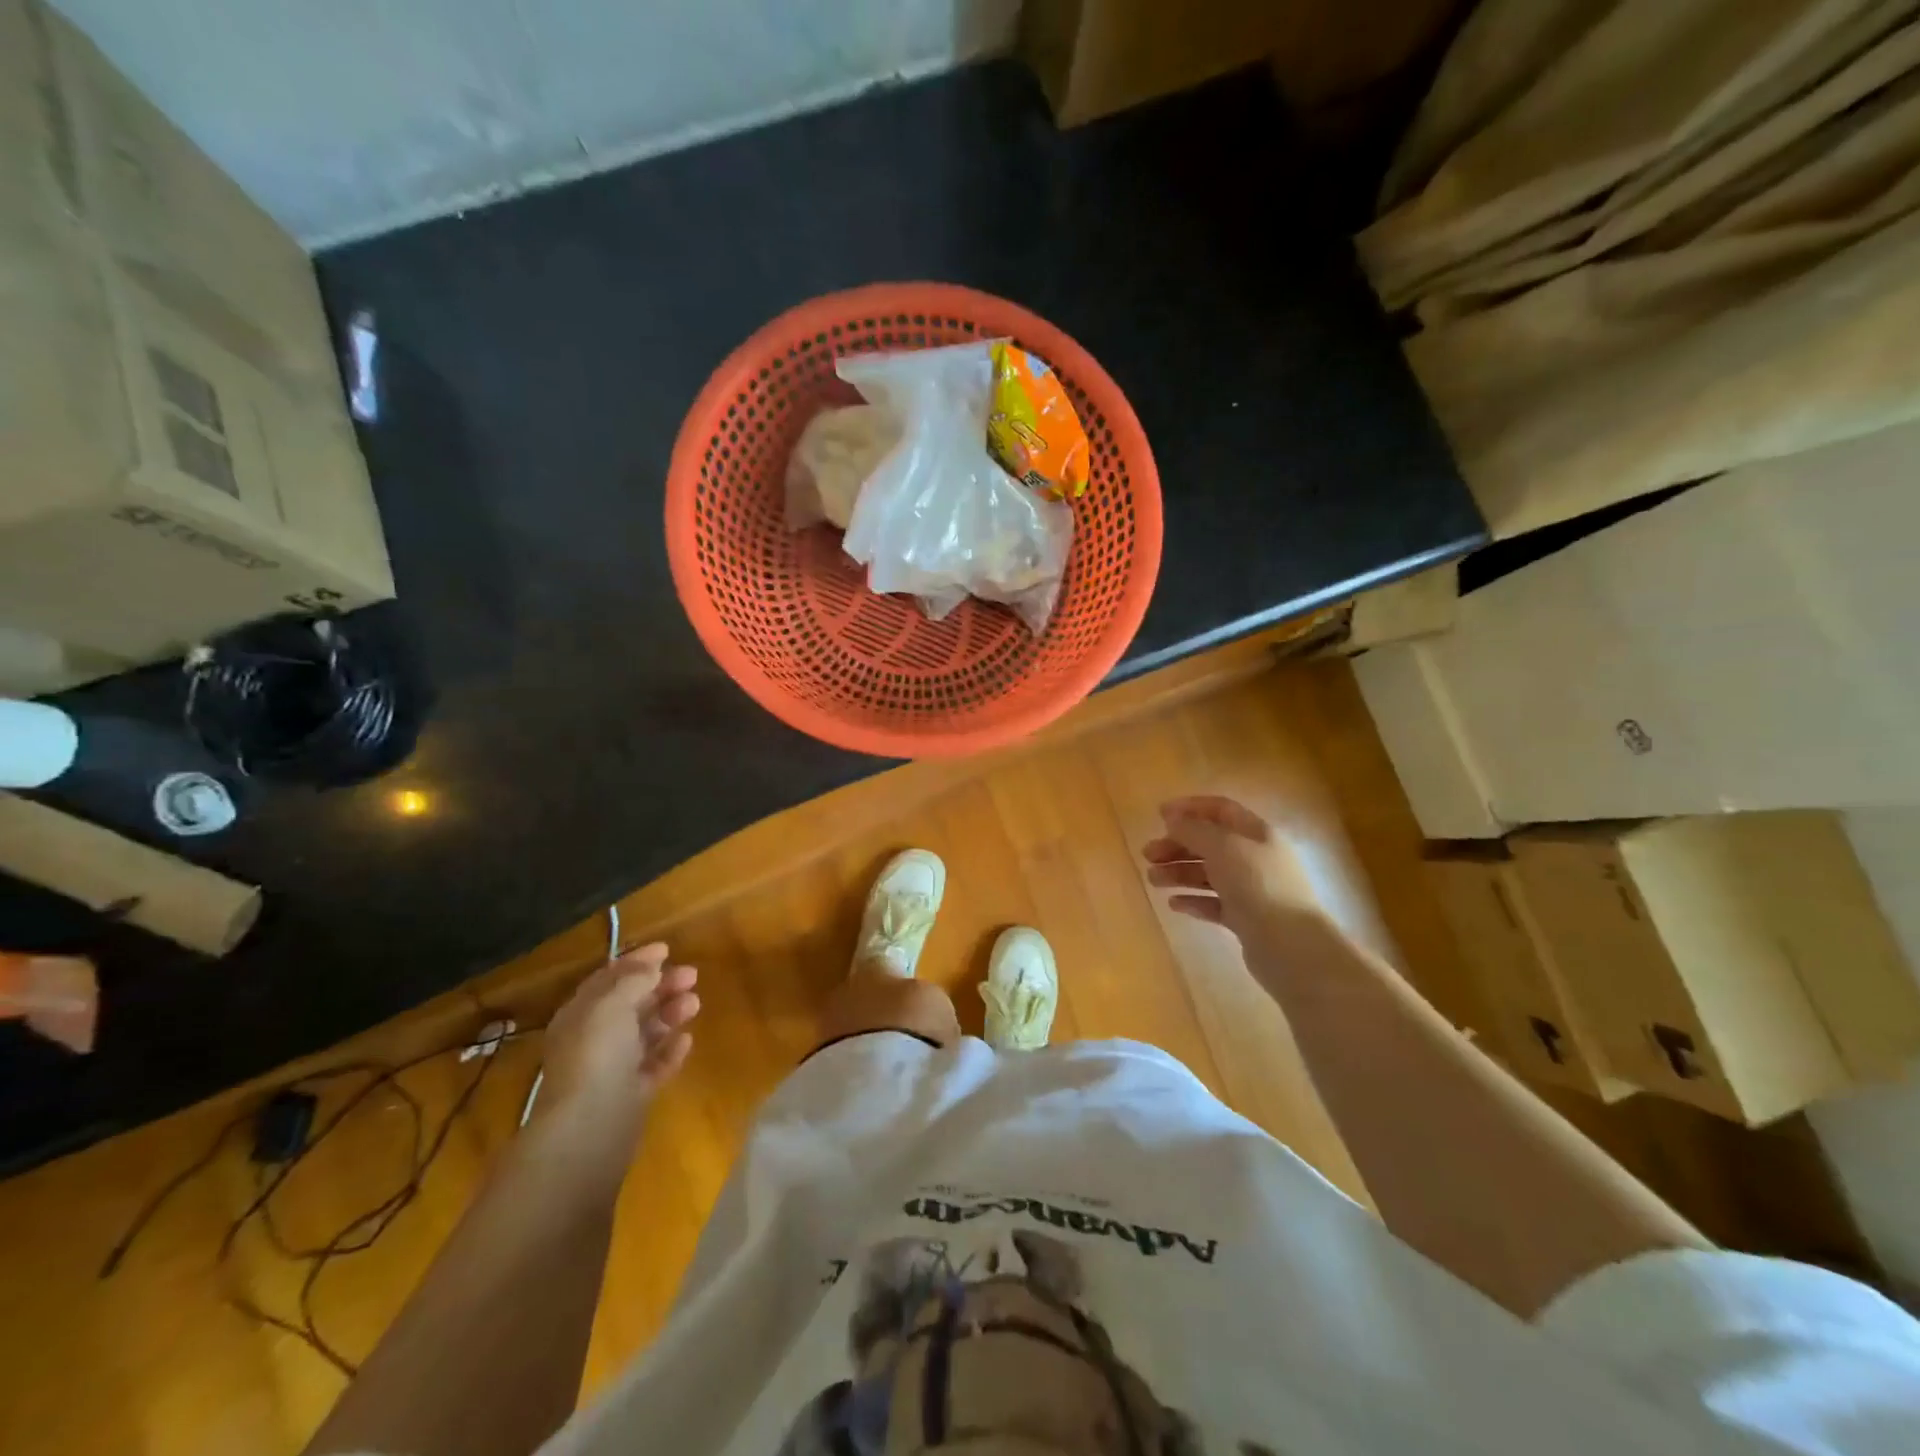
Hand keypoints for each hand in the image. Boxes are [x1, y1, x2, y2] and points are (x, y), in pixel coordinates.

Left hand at [535, 944, 699, 1138]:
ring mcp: (613, 1069)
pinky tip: (687, 1039)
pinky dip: (670, 1050)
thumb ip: (634, 979)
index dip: (636, 961)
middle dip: (660, 986)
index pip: (608, 980)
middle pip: (631, 1004)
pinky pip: (654, 1065)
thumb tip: (652, 965)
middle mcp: (594, 1039)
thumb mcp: (612, 1004)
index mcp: (581, 1015)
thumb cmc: (597, 1054)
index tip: (667, 948)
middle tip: (693, 974)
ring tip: (695, 1003)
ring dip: (670, 1013)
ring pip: (645, 1033)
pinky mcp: (632, 1095)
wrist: (591, 1127)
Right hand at [1142, 796, 1325, 947]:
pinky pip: (1214, 903)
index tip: (1159, 815)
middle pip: (1210, 843)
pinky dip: (1193, 900)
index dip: (1190, 808)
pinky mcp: (1246, 919)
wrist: (1291, 946)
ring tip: (1153, 881)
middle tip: (1148, 855)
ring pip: (1209, 874)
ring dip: (1179, 872)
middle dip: (1177, 845)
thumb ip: (1194, 830)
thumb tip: (1173, 819)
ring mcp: (1252, 890)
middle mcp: (1256, 858)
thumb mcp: (1223, 848)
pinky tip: (1173, 904)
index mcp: (1257, 833)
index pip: (1221, 809)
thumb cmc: (1257, 885)